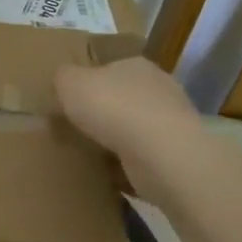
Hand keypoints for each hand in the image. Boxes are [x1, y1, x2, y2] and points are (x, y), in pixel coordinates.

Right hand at [55, 57, 201, 163]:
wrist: (161, 155)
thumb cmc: (113, 108)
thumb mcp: (70, 82)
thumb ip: (63, 77)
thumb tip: (64, 79)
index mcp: (136, 65)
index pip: (111, 68)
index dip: (90, 83)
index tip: (72, 101)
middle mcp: (160, 89)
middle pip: (124, 99)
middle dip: (104, 114)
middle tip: (78, 129)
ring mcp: (173, 123)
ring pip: (135, 130)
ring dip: (117, 142)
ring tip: (92, 155)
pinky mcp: (177, 156)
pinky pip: (145, 159)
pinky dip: (130, 166)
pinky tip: (111, 176)